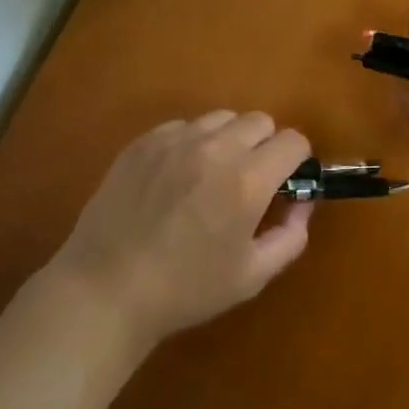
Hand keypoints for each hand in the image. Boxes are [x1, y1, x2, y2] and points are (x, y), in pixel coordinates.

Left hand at [47, 112, 312, 350]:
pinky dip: (192, 143)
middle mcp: (215, 148)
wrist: (106, 290)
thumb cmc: (186, 290)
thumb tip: (303, 203)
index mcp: (248, 180)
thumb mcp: (252, 275)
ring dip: (229, 140)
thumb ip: (291, 235)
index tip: (287, 182)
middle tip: (250, 181)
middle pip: (260, 121)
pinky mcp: (143, 143)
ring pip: (221, 118)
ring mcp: (175, 140)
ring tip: (212, 175)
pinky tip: (176, 177)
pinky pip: (183, 126)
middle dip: (265, 146)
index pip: (293, 141)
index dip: (297, 161)